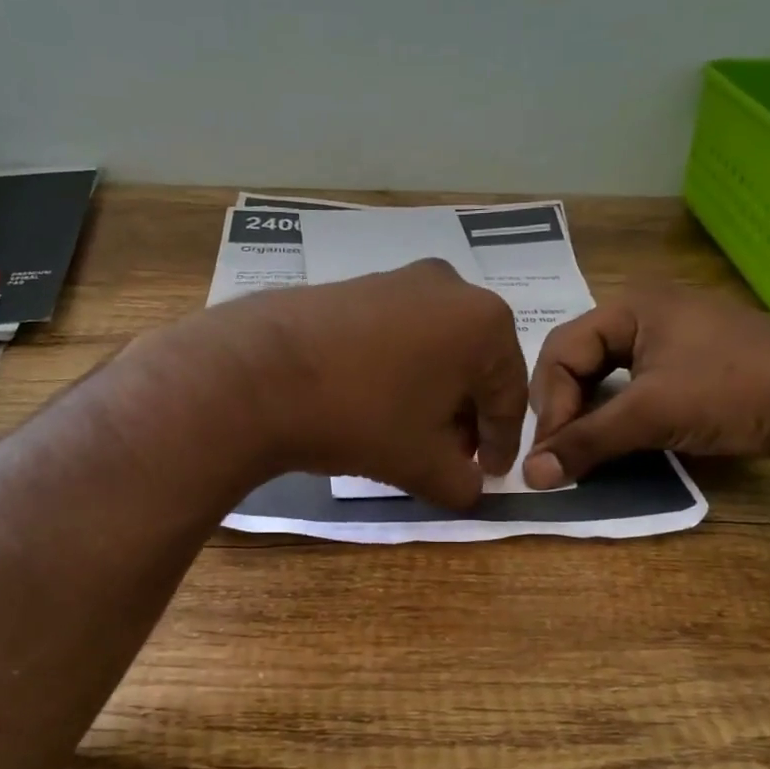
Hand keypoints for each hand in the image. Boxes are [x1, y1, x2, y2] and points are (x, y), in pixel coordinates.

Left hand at [220, 261, 527, 507]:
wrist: (260, 373)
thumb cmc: (361, 416)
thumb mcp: (423, 463)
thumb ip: (462, 483)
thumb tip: (470, 488)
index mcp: (484, 323)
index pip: (508, 395)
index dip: (503, 443)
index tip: (491, 475)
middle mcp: (450, 287)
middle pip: (474, 367)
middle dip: (466, 418)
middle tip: (452, 458)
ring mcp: (399, 280)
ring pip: (436, 350)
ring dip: (434, 396)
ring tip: (413, 436)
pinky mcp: (357, 286)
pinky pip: (399, 335)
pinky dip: (401, 372)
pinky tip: (378, 405)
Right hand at [523, 288, 769, 486]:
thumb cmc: (734, 389)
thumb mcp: (651, 414)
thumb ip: (586, 442)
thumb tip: (531, 476)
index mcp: (629, 307)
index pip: (560, 352)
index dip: (549, 404)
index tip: (550, 454)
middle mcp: (644, 316)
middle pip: (578, 364)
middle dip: (564, 409)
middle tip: (561, 454)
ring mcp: (671, 343)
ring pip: (606, 380)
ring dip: (589, 417)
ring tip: (582, 453)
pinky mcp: (692, 371)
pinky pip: (635, 392)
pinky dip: (619, 419)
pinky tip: (616, 446)